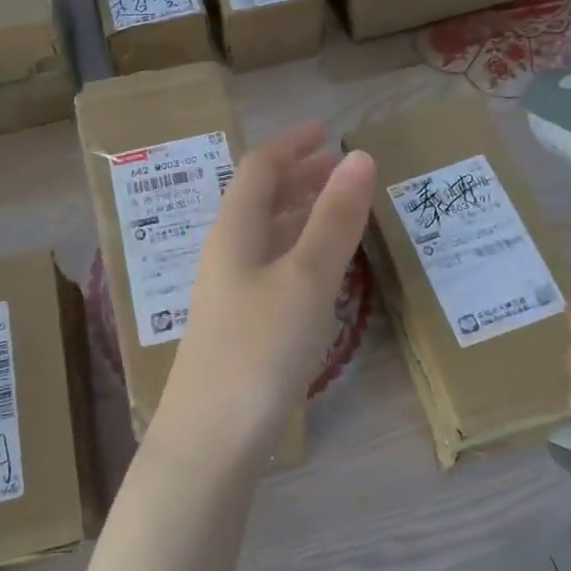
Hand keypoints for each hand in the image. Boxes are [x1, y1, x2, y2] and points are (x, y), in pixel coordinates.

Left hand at [152, 126, 375, 473]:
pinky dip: (298, 252)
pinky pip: (270, 268)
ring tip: (339, 210)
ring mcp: (229, 293)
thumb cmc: (260, 349)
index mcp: (234, 231)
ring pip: (266, 235)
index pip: (259, 168)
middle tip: (341, 169)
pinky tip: (319, 269)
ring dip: (300, 214)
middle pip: (259, 199)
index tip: (328, 130)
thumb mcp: (306, 278)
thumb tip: (359, 156)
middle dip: (299, 177)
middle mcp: (226, 254)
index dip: (292, 144)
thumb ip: (334, 219)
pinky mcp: (238, 326)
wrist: (211, 439)